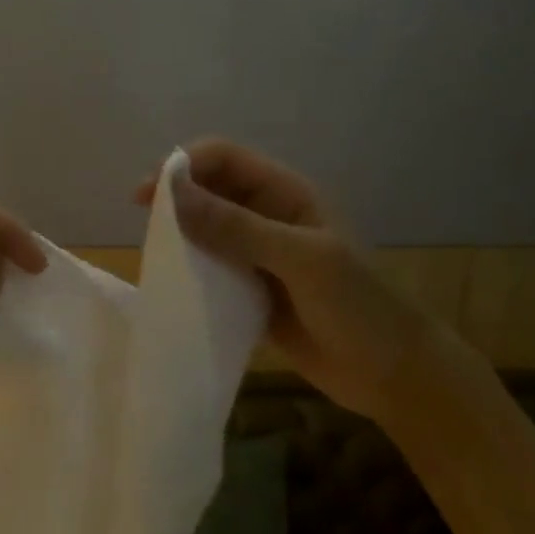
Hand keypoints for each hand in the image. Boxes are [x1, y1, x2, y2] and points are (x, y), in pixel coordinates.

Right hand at [138, 139, 441, 422]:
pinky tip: (170, 282)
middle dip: (174, 198)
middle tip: (142, 222)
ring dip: (177, 234)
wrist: (392, 375)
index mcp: (286, 194)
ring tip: (152, 253)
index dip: (184, 166)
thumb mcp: (301, 259)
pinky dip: (186, 269)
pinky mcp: (247, 289)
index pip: (224, 158)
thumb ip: (237, 228)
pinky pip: (208, 268)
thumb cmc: (358, 306)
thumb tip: (172, 195)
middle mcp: (266, 217)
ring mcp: (256, 254)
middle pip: (208, 189)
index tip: (148, 194)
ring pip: (203, 228)